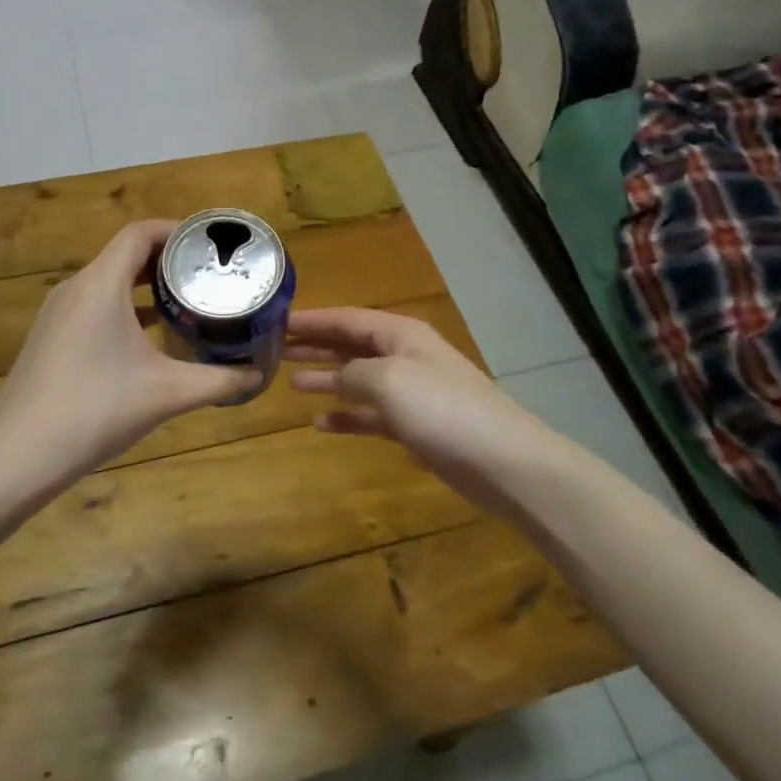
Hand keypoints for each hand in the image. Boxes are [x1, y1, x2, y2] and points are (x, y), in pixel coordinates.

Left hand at [0, 220, 258, 488]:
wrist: (18, 456)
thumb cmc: (96, 410)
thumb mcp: (167, 393)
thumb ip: (218, 380)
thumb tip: (258, 374)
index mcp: (100, 284)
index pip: (140, 233)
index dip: (177, 230)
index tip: (211, 244)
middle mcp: (76, 288)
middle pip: (125, 253)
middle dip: (168, 258)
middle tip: (208, 272)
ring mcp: (57, 313)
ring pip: (108, 280)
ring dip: (145, 283)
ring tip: (185, 298)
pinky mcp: (51, 336)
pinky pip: (93, 304)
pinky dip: (124, 305)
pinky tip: (149, 334)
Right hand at [287, 307, 553, 511]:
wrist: (503, 461)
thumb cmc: (442, 409)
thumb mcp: (388, 380)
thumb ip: (353, 372)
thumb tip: (336, 375)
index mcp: (400, 335)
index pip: (347, 319)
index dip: (314, 320)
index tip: (279, 321)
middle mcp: (404, 357)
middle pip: (352, 345)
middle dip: (317, 346)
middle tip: (277, 349)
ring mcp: (411, 393)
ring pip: (359, 379)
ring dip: (327, 379)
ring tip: (291, 383)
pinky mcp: (416, 427)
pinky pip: (371, 415)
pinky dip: (347, 417)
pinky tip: (321, 424)